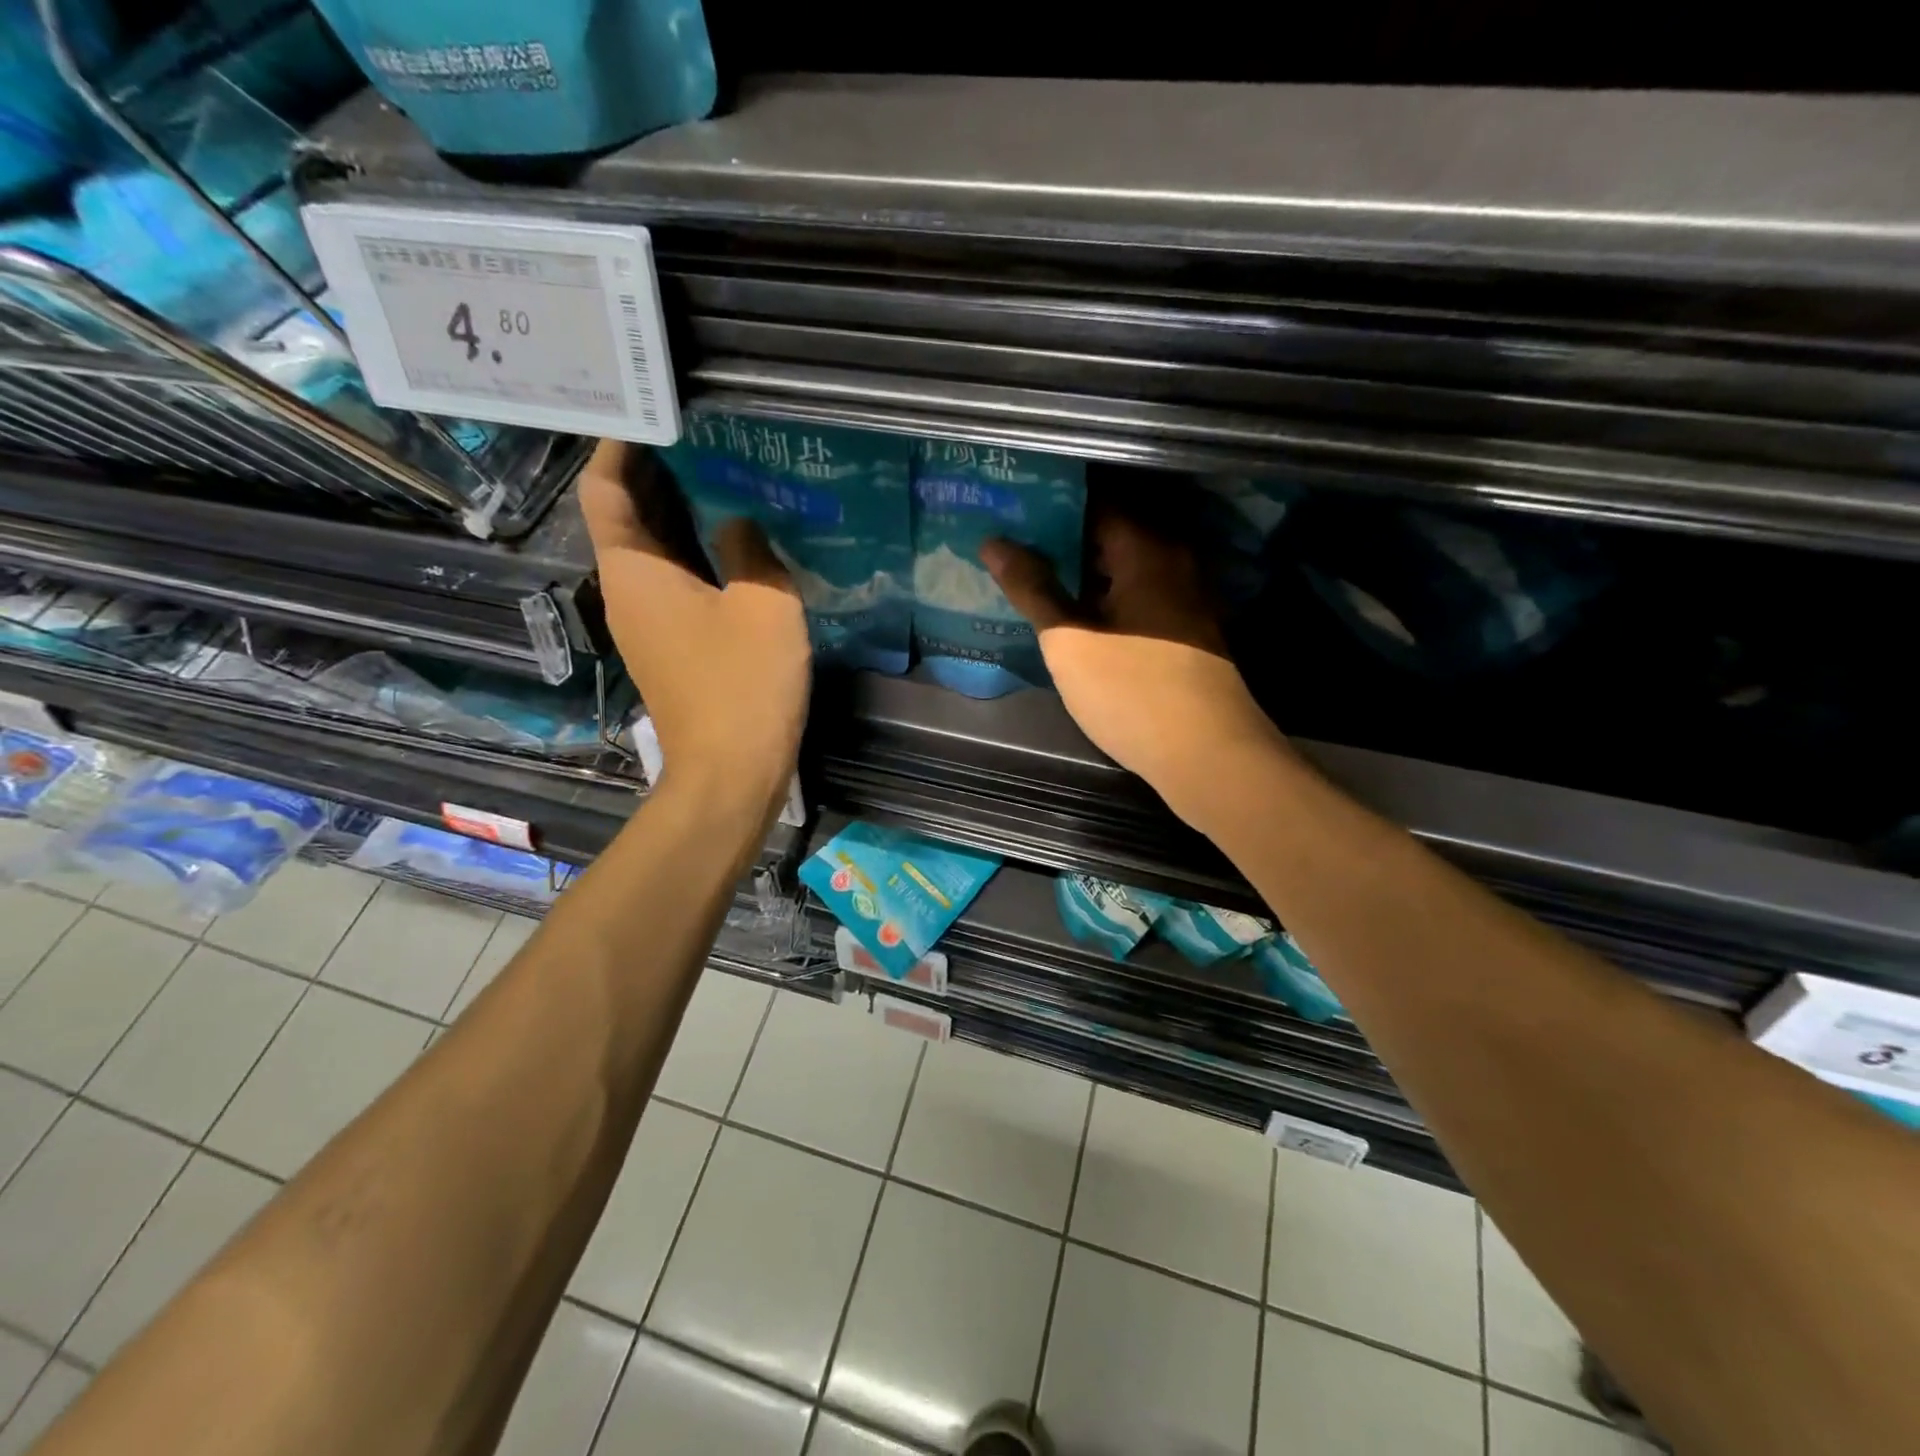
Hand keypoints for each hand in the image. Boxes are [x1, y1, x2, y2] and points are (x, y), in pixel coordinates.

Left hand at [579, 440, 809, 810]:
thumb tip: (738, 523)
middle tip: (699, 434)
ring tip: (722, 476)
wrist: (730, 773)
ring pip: (654, 551)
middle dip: (655, 473)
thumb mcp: (764, 605)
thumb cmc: (744, 685)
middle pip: (626, 516)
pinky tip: (736, 543)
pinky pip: (675, 583)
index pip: (605, 489)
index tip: (648, 412)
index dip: (618, 446)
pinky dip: (696, 554)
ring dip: (679, 514)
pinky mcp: (672, 647)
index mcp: (636, 571)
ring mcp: (649, 623)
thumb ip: (750, 550)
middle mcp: (629, 592)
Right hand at [982, 514, 1288, 826]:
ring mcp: (1181, 598)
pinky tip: (1066, 614)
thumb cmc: (1134, 693)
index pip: (1092, 500)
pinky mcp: (1183, 631)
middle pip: (1106, 533)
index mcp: (1146, 550)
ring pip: (1118, 569)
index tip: (1006, 506)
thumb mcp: (1070, 642)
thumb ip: (1033, 589)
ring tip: (1025, 575)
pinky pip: (1132, 596)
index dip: (1045, 502)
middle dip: (1055, 537)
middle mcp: (1171, 562)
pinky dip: (1099, 598)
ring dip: (1076, 571)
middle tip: (1005, 542)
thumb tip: (994, 542)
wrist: (1209, 756)